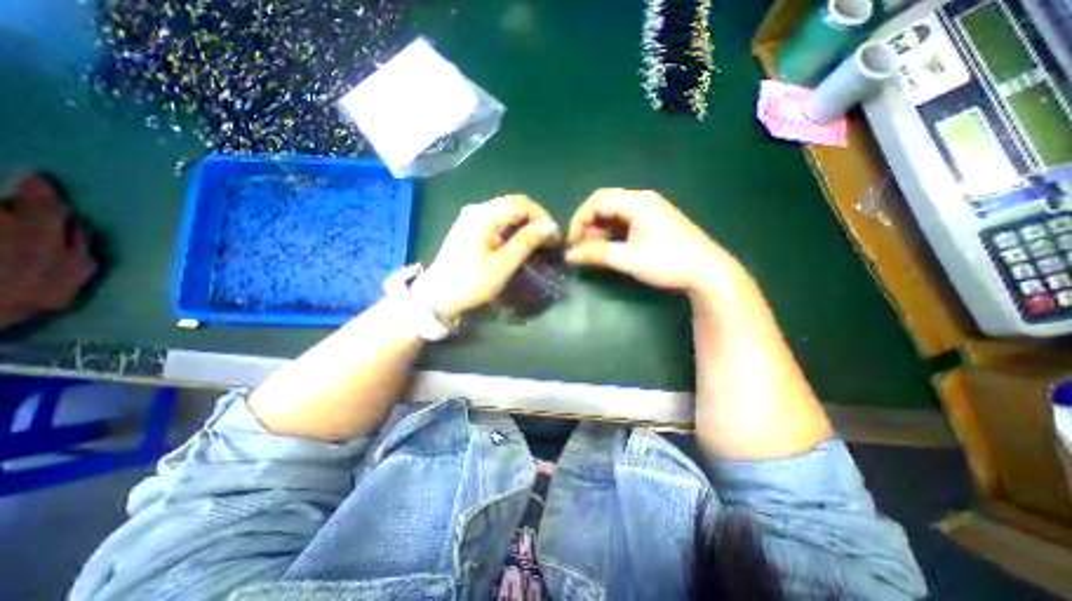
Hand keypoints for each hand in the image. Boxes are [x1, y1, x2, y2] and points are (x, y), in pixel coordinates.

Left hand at [415, 194, 555, 319]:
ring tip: (536, 241)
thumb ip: (527, 241)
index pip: (522, 204)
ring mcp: (470, 217)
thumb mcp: (503, 264)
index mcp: (484, 215)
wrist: (438, 297)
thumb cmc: (472, 283)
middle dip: (535, 218)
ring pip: (506, 210)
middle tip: (547, 239)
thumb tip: (550, 226)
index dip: (542, 217)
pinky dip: (512, 226)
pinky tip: (517, 241)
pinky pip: (497, 218)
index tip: (554, 237)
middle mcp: (476, 209)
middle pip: (514, 203)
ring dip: (525, 222)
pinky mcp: (468, 227)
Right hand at [570, 188, 746, 296]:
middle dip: (588, 226)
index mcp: (637, 202)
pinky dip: (612, 234)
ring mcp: (649, 210)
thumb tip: (569, 255)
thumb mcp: (629, 259)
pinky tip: (610, 249)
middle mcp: (642, 200)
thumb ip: (597, 254)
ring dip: (600, 231)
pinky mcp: (653, 222)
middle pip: (604, 205)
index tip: (573, 244)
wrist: (708, 272)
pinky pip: (624, 222)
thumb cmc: (669, 262)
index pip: (596, 201)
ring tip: (595, 252)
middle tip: (583, 249)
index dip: (579, 220)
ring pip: (614, 214)